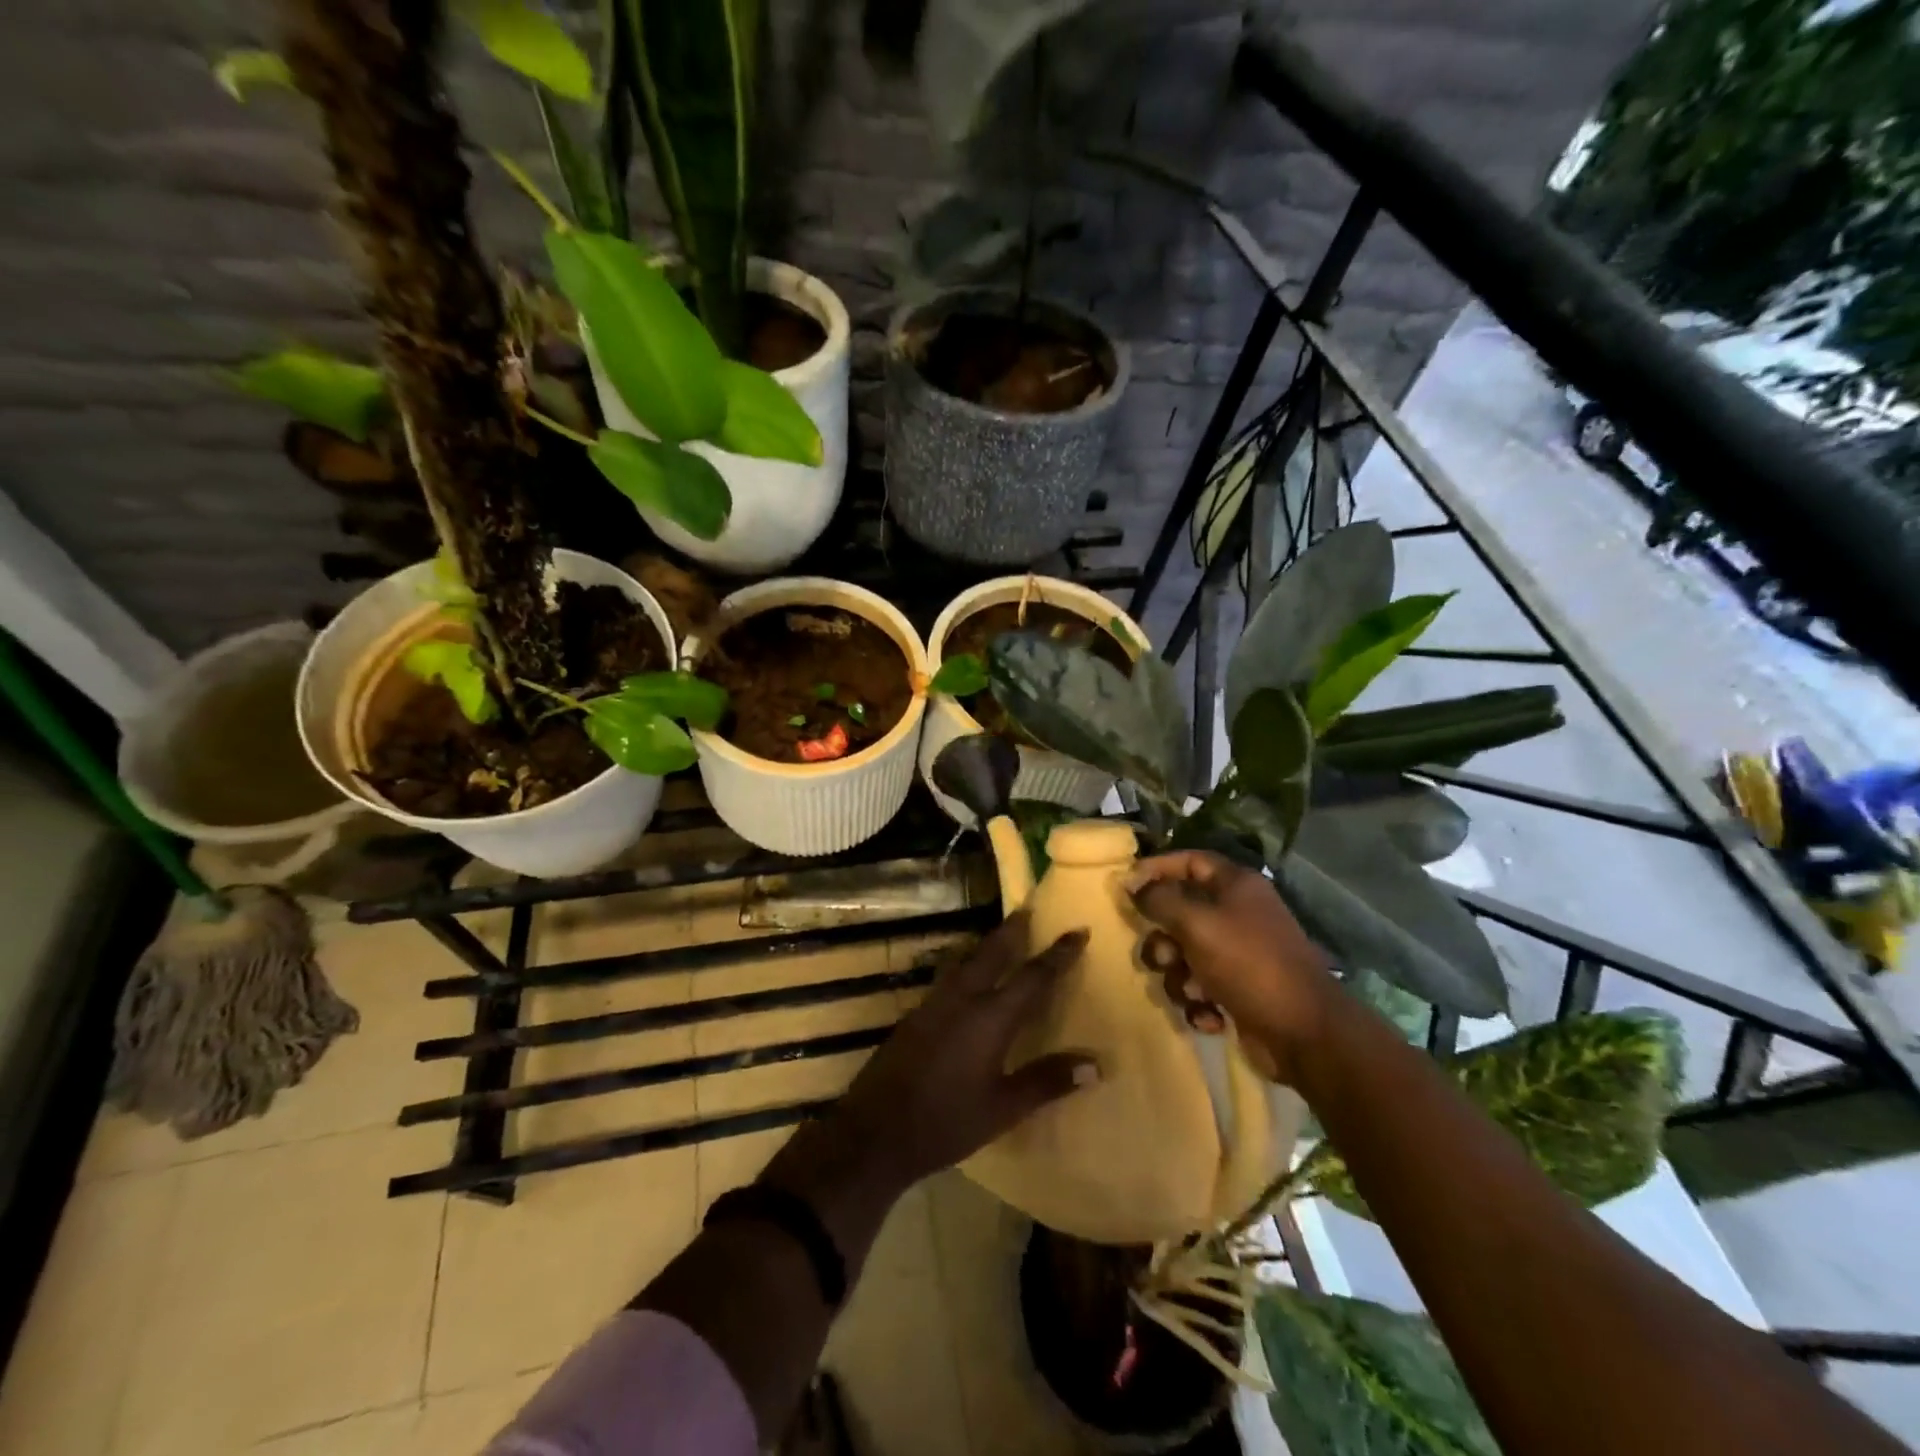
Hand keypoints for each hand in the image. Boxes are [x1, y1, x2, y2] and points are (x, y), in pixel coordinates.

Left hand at [826, 913, 1099, 1191]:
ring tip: (1001, 936)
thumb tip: (1095, 1063)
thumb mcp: (1003, 1108)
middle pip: (993, 952)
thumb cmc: (946, 1122)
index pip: (1033, 976)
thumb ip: (1047, 1081)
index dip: (1058, 954)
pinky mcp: (916, 1015)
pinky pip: (949, 977)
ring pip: (966, 960)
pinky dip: (966, 966)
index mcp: (990, 1017)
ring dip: (987, 945)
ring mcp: (934, 1004)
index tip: (1078, 931)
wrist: (875, 1131)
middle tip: (1028, 908)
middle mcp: (962, 999)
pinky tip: (966, 978)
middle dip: (1013, 930)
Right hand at [1126, 850, 1335, 1083]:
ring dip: (1178, 976)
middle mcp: (1237, 914)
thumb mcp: (1197, 924)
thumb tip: (1132, 883)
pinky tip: (1210, 1015)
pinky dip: (1198, 1002)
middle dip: (1163, 938)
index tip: (1127, 887)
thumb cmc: (1249, 964)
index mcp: (1236, 886)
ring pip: (1183, 954)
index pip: (1190, 861)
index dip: (1157, 869)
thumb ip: (1159, 900)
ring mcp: (1238, 954)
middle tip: (1162, 956)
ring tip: (1192, 992)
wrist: (1304, 1033)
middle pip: (1180, 912)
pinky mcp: (1237, 990)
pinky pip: (1198, 986)